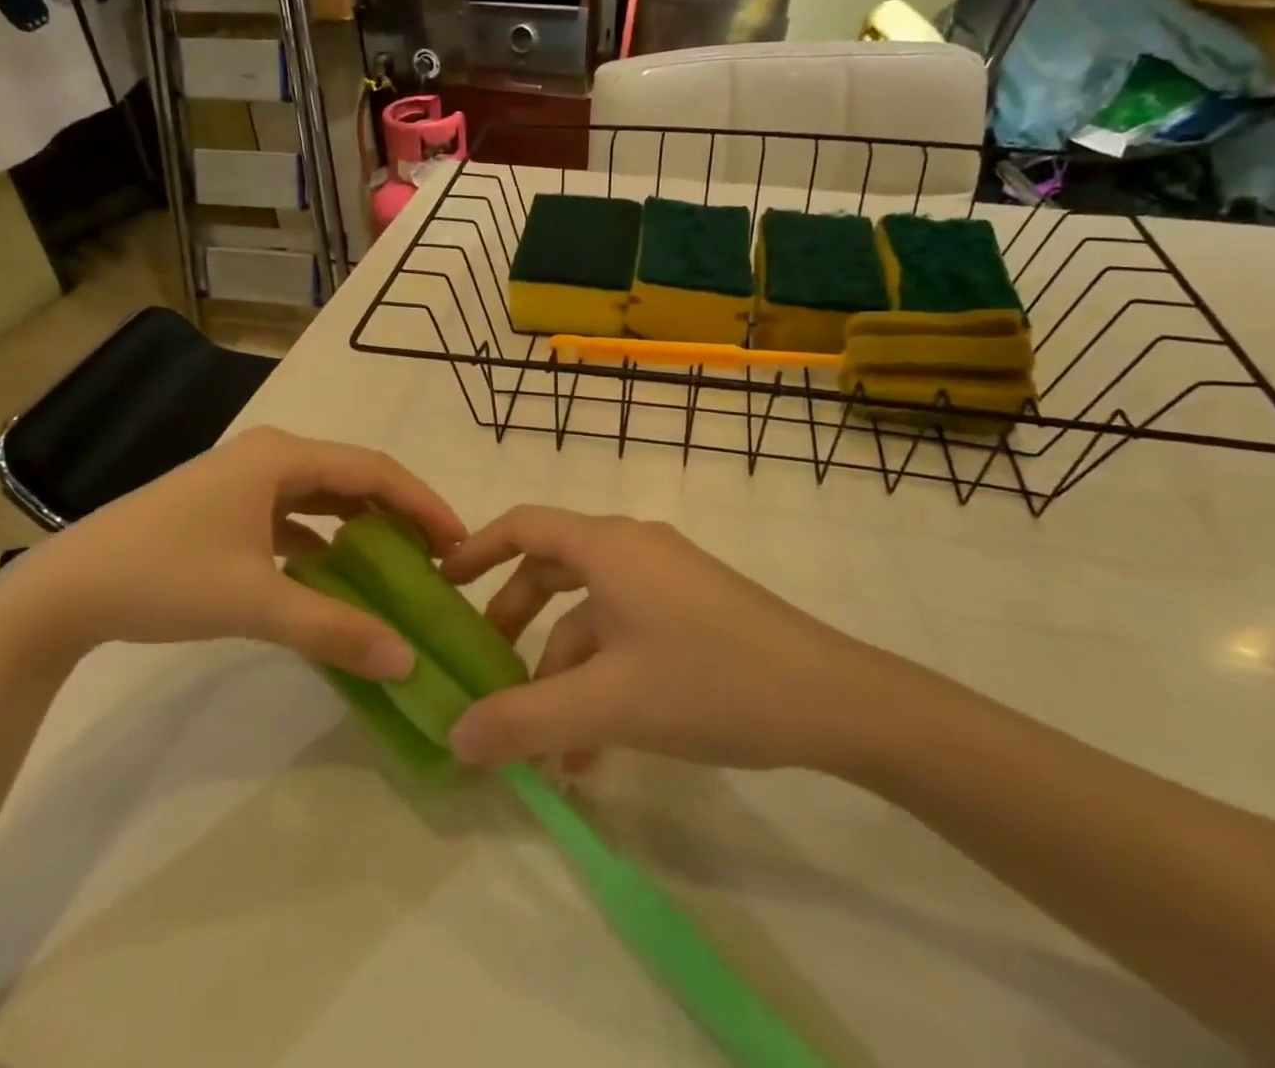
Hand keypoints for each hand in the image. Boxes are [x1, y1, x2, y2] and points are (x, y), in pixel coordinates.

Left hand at [0, 427, 466, 677]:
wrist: (62, 591)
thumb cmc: (163, 577)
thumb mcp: (254, 602)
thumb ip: (334, 629)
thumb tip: (407, 661)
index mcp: (282, 456)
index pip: (374, 469)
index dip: (423, 502)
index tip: (460, 540)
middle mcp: (270, 454)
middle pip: (353, 476)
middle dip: (398, 512)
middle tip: (438, 555)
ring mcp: (245, 477)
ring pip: (324, 493)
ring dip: (362, 522)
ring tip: (399, 560)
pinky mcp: (228, 504)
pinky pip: (294, 512)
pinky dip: (324, 536)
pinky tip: (334, 569)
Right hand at [440, 507, 891, 773]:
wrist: (831, 699)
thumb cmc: (709, 680)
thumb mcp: (607, 705)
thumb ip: (524, 721)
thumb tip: (454, 735)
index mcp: (608, 546)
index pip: (524, 525)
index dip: (476, 549)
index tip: (442, 584)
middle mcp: (633, 549)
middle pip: (553, 571)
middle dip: (514, 624)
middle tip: (486, 673)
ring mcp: (667, 579)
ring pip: (591, 615)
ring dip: (562, 672)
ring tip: (545, 748)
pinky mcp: (693, 611)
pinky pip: (627, 633)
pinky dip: (602, 678)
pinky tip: (597, 748)